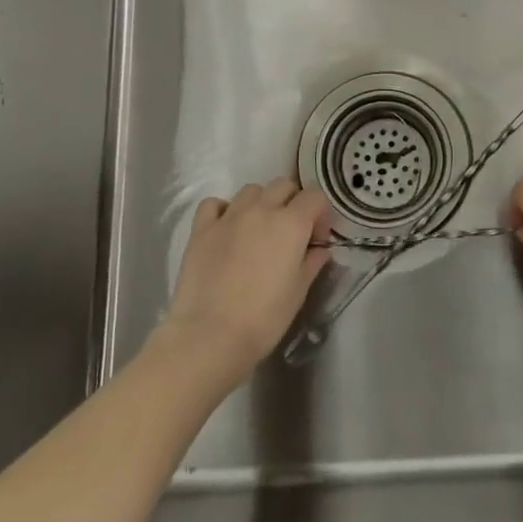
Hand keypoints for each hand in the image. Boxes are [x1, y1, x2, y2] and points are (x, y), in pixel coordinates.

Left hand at [162, 177, 330, 376]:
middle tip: (290, 232)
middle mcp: (262, 210)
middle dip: (292, 202)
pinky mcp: (201, 229)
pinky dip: (224, 210)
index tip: (317, 238)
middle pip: (283, 185)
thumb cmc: (264, 318)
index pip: (315, 197)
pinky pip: (215, 204)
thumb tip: (319, 249)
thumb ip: (312, 263)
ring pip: (251, 190)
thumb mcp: (299, 292)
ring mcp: (229, 216)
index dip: (321, 214)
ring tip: (258, 230)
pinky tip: (226, 230)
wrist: (210, 336)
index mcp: (291, 223)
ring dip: (261, 203)